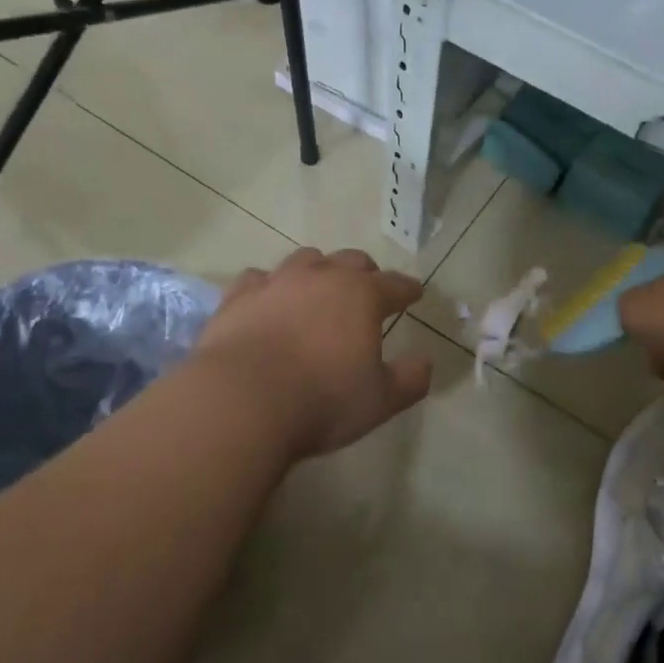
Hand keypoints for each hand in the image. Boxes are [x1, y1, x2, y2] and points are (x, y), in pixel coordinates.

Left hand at [196, 248, 433, 458]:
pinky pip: (259, 278)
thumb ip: (410, 380)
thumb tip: (425, 362)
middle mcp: (320, 278)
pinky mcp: (238, 297)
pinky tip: (269, 299)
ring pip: (304, 260)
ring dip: (319, 271)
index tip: (415, 293)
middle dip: (365, 272)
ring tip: (319, 288)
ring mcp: (275, 283)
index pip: (394, 285)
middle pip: (350, 261)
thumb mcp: (381, 400)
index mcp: (361, 296)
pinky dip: (272, 286)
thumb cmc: (322, 401)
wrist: (241, 402)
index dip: (407, 289)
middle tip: (369, 288)